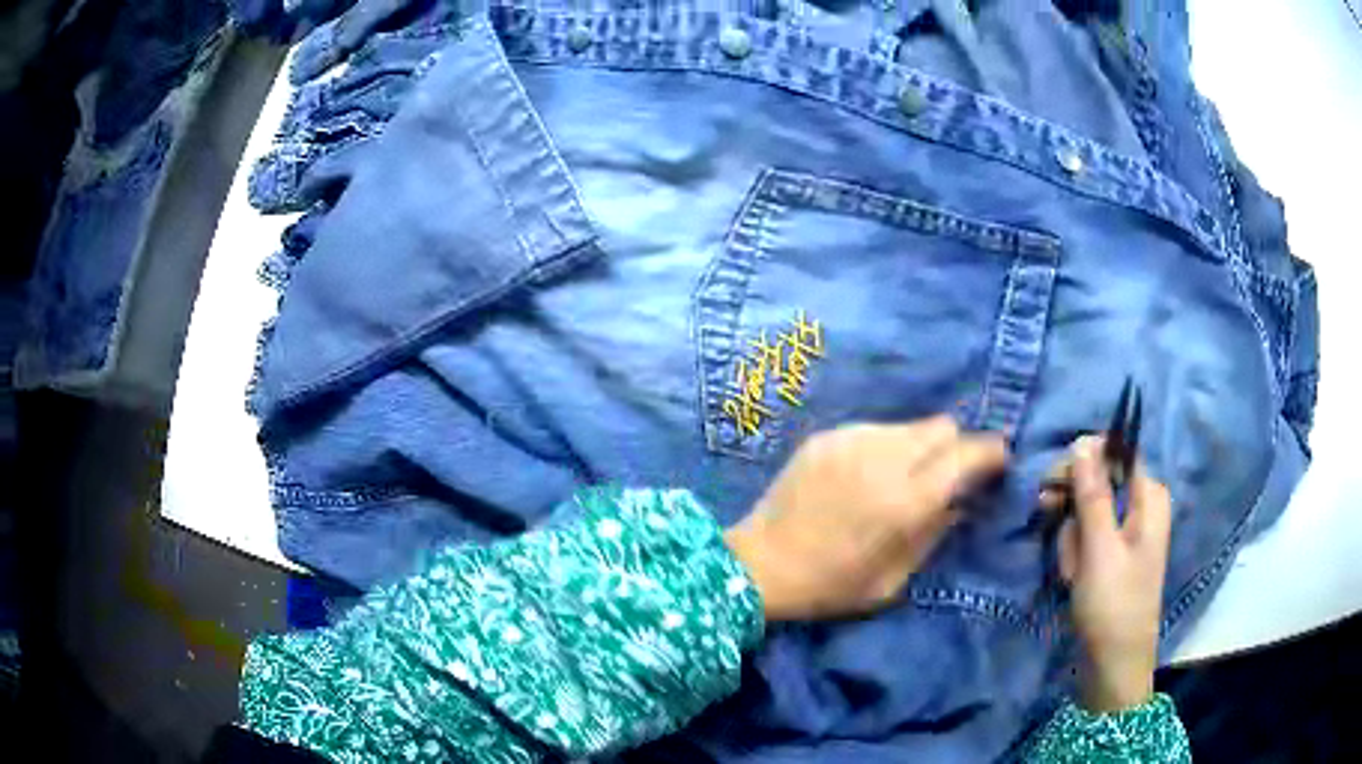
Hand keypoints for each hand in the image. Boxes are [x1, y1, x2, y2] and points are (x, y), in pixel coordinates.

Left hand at [724, 416, 1007, 621]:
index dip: (991, 453)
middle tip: (950, 473)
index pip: (967, 454)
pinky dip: (886, 446)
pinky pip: (875, 430)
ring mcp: (852, 441)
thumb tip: (960, 503)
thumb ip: (934, 534)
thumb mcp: (893, 580)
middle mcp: (884, 458)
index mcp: (906, 500)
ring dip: (921, 446)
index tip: (999, 461)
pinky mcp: (827, 437)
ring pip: (910, 425)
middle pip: (943, 426)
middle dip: (957, 446)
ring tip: (905, 476)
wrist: (759, 564)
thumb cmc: (830, 585)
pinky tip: (868, 475)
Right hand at [1043, 436, 1172, 712]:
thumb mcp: (1100, 547)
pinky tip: (1074, 578)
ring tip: (1073, 571)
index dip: (1083, 462)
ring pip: (1086, 512)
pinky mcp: (1112, 553)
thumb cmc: (1113, 603)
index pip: (1114, 453)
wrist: (1112, 663)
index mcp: (1149, 495)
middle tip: (1054, 528)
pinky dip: (1074, 554)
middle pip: (1098, 481)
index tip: (1053, 483)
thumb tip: (1082, 442)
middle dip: (1073, 509)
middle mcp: (1141, 505)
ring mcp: (1126, 531)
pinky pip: (1086, 537)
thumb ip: (1092, 493)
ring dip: (1071, 539)